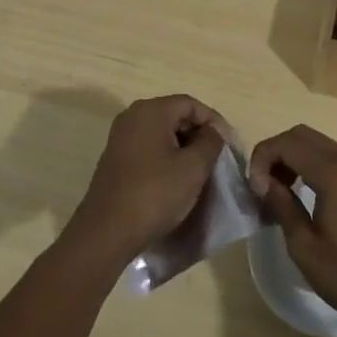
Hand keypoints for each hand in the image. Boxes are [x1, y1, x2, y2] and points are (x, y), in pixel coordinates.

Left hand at [70, 95, 225, 262]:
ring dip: (184, 148)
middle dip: (199, 134)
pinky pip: (148, 148)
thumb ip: (210, 143)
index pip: (191, 104)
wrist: (107, 232)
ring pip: (162, 133)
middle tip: (217, 159)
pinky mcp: (115, 159)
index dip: (214, 121)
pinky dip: (166, 158)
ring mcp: (120, 138)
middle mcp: (132, 117)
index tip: (229, 146)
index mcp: (150, 111)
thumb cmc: (154, 194)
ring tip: (201, 171)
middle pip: (175, 115)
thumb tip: (213, 132)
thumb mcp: (193, 168)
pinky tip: (176, 180)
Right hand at [249, 125, 336, 336]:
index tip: (254, 190)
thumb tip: (263, 182)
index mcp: (335, 173)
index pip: (287, 143)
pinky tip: (311, 199)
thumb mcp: (305, 248)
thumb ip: (282, 206)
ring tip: (283, 195)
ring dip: (296, 160)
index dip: (262, 159)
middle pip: (303, 135)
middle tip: (264, 188)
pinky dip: (317, 167)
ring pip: (322, 145)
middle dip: (277, 154)